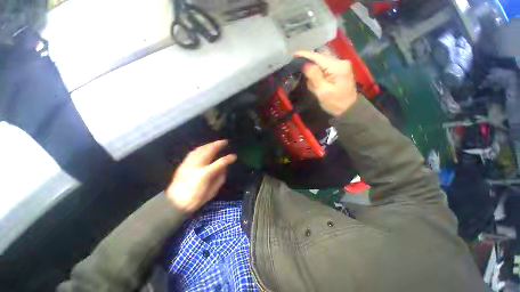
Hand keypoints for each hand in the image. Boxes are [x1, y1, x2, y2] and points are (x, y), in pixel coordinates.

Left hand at [166, 140, 236, 212]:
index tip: (234, 156)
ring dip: (210, 144)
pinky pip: (193, 152)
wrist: (175, 202)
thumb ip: (220, 178)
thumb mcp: (212, 192)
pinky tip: (204, 147)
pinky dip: (201, 148)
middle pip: (209, 151)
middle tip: (225, 142)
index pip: (220, 162)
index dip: (228, 158)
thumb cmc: (196, 199)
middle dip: (218, 145)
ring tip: (216, 143)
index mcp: (205, 174)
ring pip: (201, 149)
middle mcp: (197, 165)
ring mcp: (189, 163)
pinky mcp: (184, 164)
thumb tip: (224, 168)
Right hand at [295, 51, 357, 116]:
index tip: (294, 54)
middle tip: (298, 68)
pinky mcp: (341, 70)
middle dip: (309, 63)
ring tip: (307, 77)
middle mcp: (341, 62)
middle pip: (321, 58)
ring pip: (323, 63)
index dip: (305, 55)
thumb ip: (314, 76)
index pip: (318, 57)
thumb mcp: (322, 92)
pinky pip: (326, 67)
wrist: (349, 110)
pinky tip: (315, 79)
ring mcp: (342, 65)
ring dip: (314, 68)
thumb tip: (304, 64)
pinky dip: (319, 72)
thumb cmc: (335, 103)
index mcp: (337, 67)